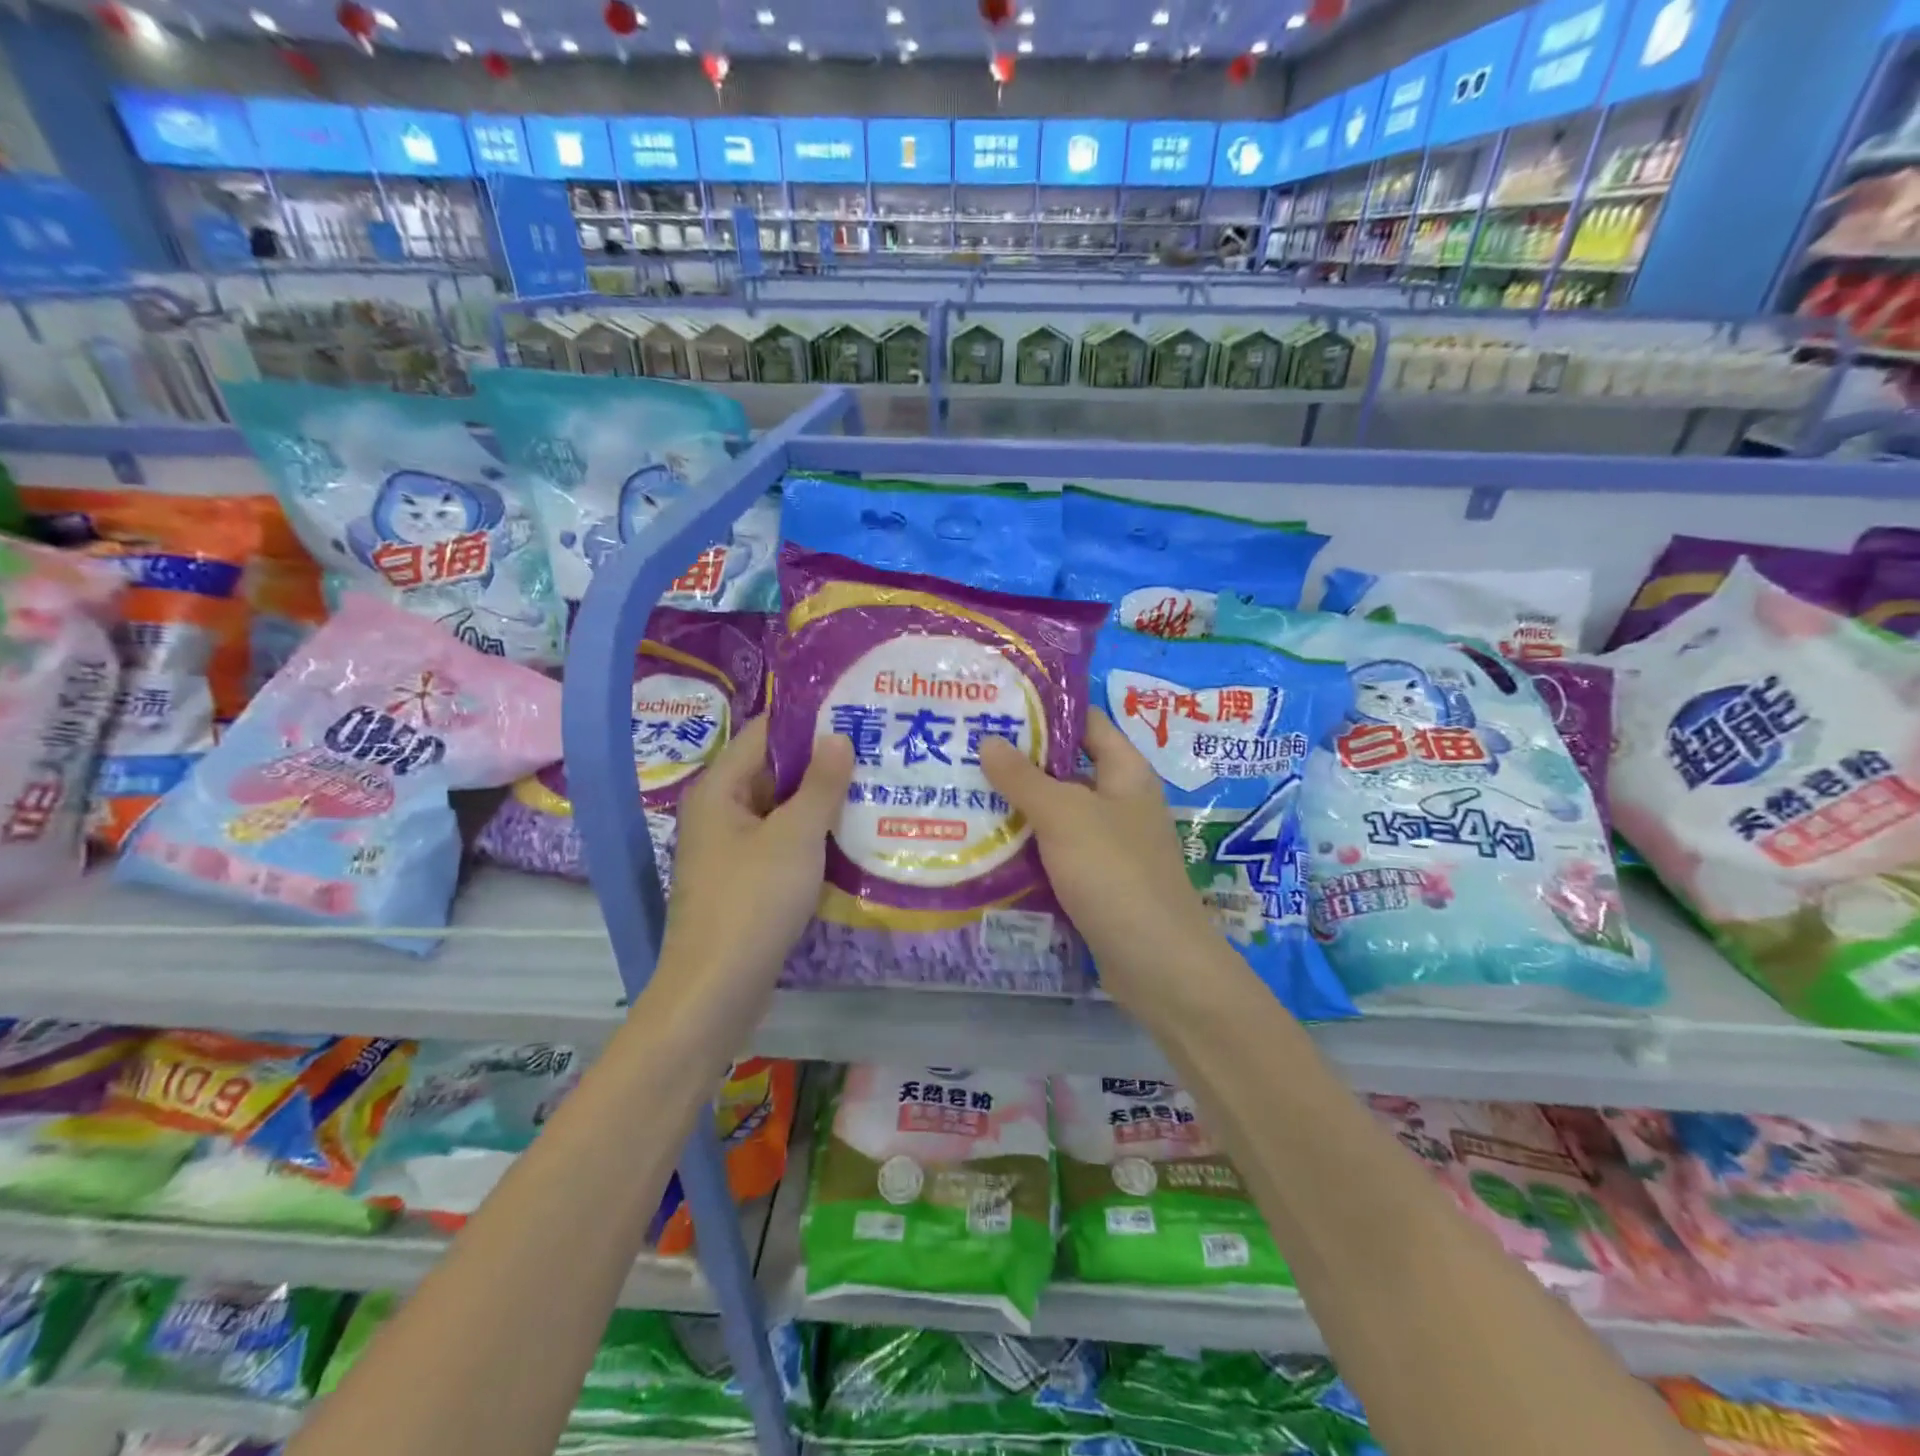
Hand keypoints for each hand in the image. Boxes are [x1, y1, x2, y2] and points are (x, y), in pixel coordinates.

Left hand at [655, 718, 853, 1004]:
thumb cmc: (753, 901)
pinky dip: (813, 837)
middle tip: (875, 750)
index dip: (807, 721)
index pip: (763, 734)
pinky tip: (852, 837)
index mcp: (719, 790)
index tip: (853, 712)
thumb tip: (838, 736)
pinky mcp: (746, 882)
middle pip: (773, 772)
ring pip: (781, 812)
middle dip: (822, 763)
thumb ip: (820, 784)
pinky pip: (782, 844)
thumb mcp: (795, 836)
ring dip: (821, 803)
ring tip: (875, 787)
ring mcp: (731, 850)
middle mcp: (720, 813)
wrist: (717, 990)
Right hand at [979, 711, 1224, 1012]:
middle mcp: (1121, 801)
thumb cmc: (1114, 872)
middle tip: (966, 750)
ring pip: (1057, 813)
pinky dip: (1027, 846)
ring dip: (1018, 807)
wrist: (1156, 962)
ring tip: (964, 792)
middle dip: (1020, 761)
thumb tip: (989, 740)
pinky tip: (986, 844)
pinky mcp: (1096, 880)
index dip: (1047, 711)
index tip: (998, 706)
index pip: (1087, 723)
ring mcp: (1109, 843)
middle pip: (1067, 768)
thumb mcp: (1064, 815)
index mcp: (1125, 772)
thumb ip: (1024, 777)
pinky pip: (1056, 851)